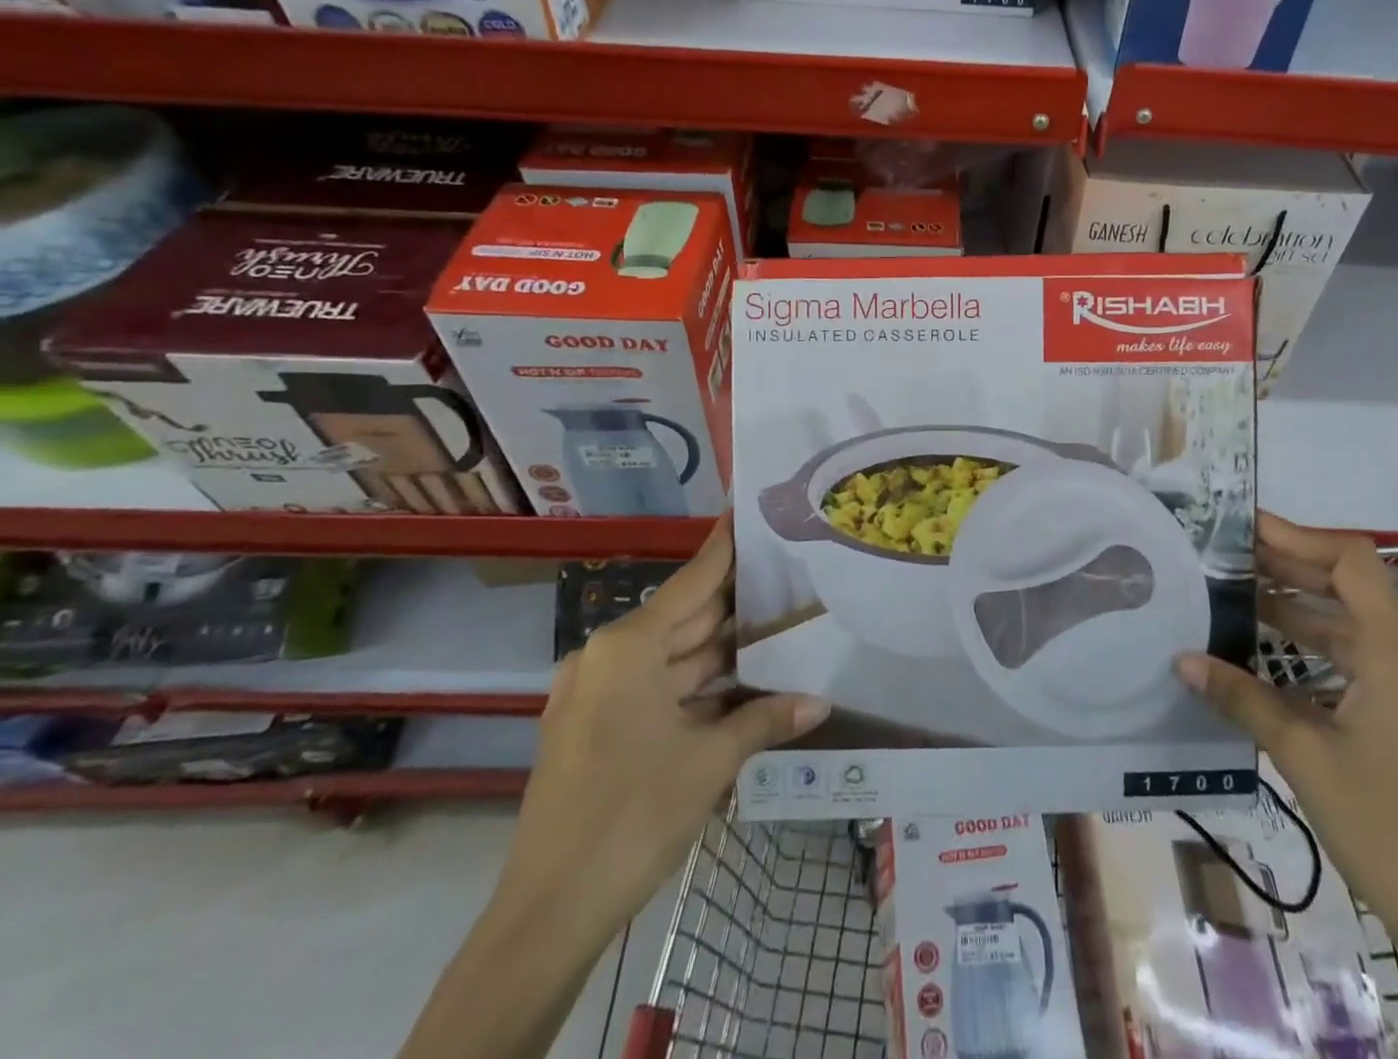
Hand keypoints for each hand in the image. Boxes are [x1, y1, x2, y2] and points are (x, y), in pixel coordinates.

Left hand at [495, 517, 828, 944]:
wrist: (548, 913)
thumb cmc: (632, 814)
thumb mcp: (710, 761)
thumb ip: (766, 720)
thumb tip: (820, 703)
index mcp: (627, 647)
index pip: (691, 582)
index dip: (724, 548)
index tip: (747, 512)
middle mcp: (608, 659)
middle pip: (683, 619)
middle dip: (733, 604)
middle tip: (784, 574)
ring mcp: (597, 696)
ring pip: (672, 659)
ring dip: (719, 652)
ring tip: (776, 626)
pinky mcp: (595, 731)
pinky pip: (656, 692)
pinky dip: (696, 687)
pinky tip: (741, 683)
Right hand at [1176, 514, 1397, 1058]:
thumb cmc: (1388, 830)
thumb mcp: (1304, 757)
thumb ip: (1242, 699)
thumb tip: (1182, 659)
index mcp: (1393, 655)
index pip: (1351, 563)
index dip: (1298, 536)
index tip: (1244, 528)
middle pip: (1348, 586)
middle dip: (1288, 564)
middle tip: (1226, 555)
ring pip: (1348, 625)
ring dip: (1296, 606)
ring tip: (1235, 595)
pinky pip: (1352, 661)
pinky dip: (1310, 646)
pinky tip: (1267, 656)